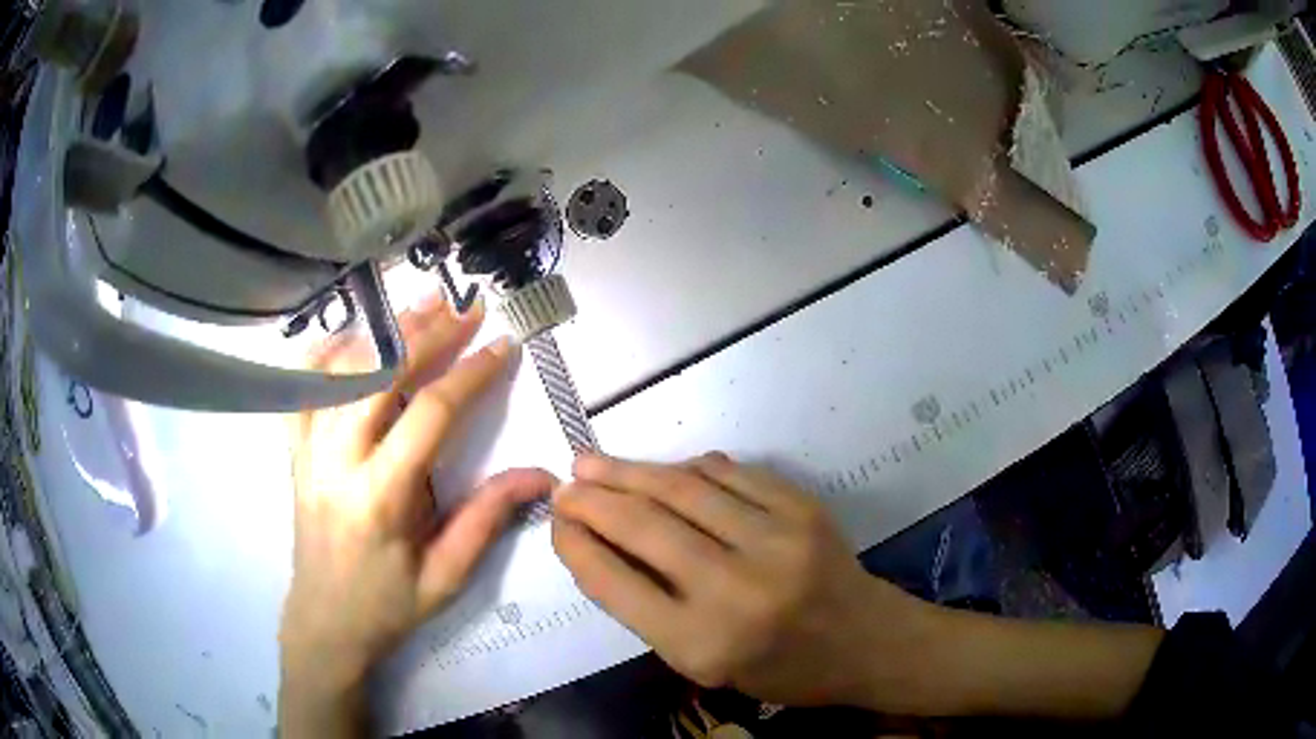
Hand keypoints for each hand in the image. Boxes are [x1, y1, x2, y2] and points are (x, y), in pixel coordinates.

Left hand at [279, 296, 554, 734]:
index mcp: (379, 496)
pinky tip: (352, 335)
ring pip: (341, 371)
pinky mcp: (294, 452)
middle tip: (467, 307)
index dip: (469, 374)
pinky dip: (325, 354)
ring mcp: (307, 451)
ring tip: (421, 305)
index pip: (428, 415)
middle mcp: (336, 461)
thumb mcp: (447, 577)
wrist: (324, 622)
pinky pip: (301, 388)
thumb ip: (487, 519)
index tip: (502, 346)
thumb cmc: (387, 605)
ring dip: (384, 333)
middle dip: (429, 334)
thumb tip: (541, 474)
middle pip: (381, 376)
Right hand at [551, 453, 943, 709]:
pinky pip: (729, 473)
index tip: (557, 522)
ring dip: (630, 471)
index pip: (616, 582)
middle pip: (644, 526)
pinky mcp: (802, 508)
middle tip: (566, 483)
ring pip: (682, 489)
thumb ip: (650, 608)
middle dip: (593, 498)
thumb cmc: (779, 668)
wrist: (864, 641)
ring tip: (594, 463)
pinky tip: (664, 470)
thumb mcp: (703, 664)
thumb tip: (602, 541)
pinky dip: (687, 468)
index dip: (576, 544)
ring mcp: (775, 541)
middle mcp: (735, 589)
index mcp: (702, 644)